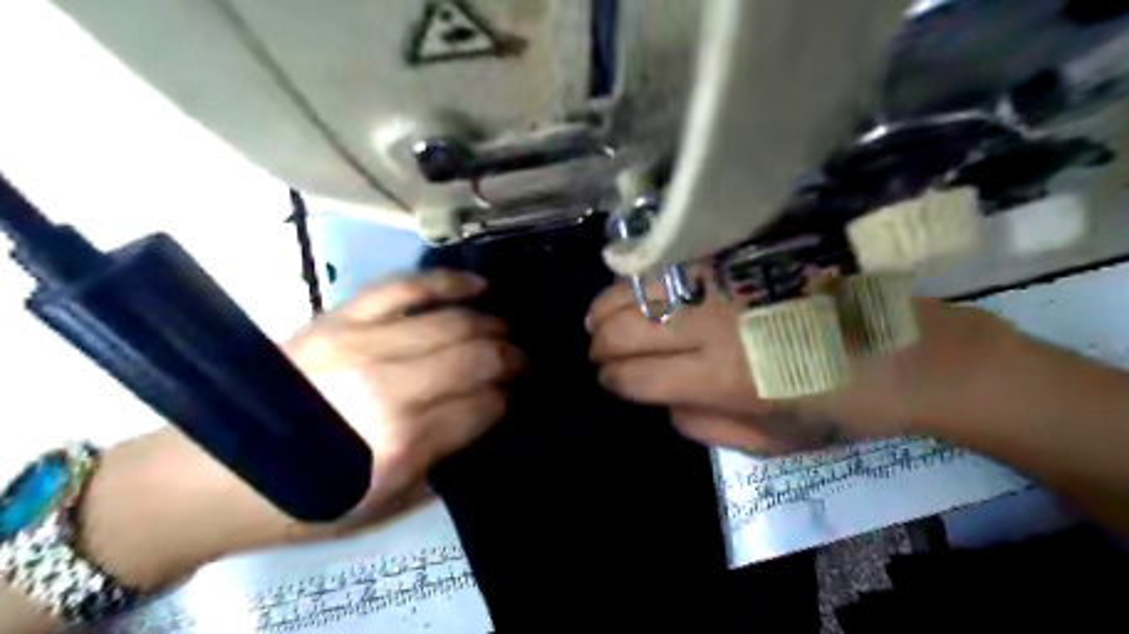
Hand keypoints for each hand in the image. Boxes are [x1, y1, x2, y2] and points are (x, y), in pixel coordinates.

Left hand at [288, 270, 523, 523]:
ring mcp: (362, 345)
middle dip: (512, 358)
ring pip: (451, 321)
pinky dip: (447, 282)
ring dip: (492, 324)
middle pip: (475, 358)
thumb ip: (448, 458)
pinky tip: (478, 285)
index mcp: (403, 444)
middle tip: (526, 360)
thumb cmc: (310, 499)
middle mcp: (389, 390)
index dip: (509, 399)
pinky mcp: (339, 318)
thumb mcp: (390, 503)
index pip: (484, 406)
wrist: (218, 471)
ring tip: (508, 329)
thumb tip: (489, 416)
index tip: (517, 396)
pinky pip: (404, 287)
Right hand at [591, 279, 1013, 452]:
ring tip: (598, 319)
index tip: (607, 380)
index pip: (635, 378)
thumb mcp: (773, 442)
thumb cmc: (843, 406)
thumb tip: (659, 399)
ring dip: (606, 308)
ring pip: (638, 291)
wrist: (913, 351)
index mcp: (725, 380)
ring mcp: (727, 282)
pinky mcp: (741, 254)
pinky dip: (639, 277)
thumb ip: (705, 425)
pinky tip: (632, 288)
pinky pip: (671, 261)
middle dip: (600, 346)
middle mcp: (716, 326)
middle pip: (626, 331)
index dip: (611, 381)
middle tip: (598, 352)